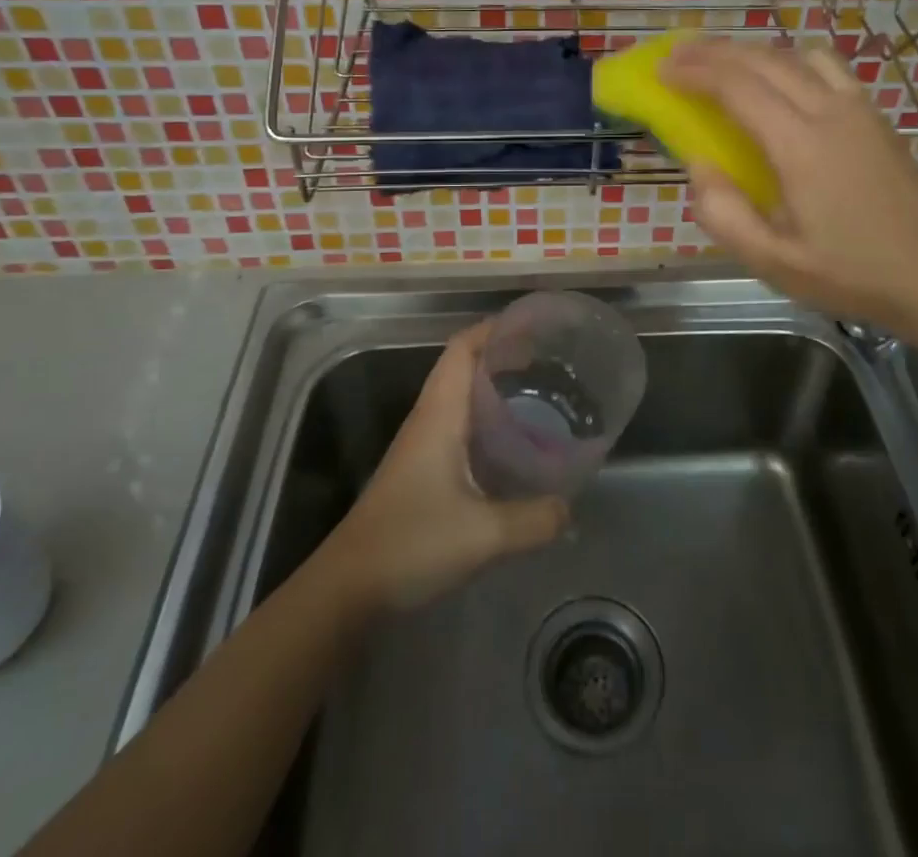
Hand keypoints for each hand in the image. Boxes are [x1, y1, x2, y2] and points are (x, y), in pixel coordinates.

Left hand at [324, 321, 567, 611]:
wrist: (348, 590)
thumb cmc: (410, 544)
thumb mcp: (483, 534)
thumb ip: (534, 520)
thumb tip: (569, 509)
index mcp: (439, 414)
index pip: (462, 348)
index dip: (495, 329)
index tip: (535, 327)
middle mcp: (430, 419)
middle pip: (465, 366)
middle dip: (505, 356)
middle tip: (551, 362)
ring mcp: (423, 445)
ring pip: (463, 397)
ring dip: (497, 388)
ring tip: (542, 394)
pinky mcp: (423, 471)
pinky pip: (461, 427)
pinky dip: (489, 421)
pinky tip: (515, 444)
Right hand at [666, 37, 917, 341]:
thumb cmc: (855, 276)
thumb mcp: (776, 263)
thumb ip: (725, 214)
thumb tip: (698, 166)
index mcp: (802, 145)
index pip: (738, 87)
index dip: (695, 73)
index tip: (662, 72)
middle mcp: (832, 111)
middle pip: (765, 59)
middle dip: (715, 52)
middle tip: (677, 57)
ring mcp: (861, 110)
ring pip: (799, 55)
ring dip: (755, 52)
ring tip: (725, 68)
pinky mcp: (879, 119)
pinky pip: (828, 68)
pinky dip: (791, 62)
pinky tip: (782, 86)